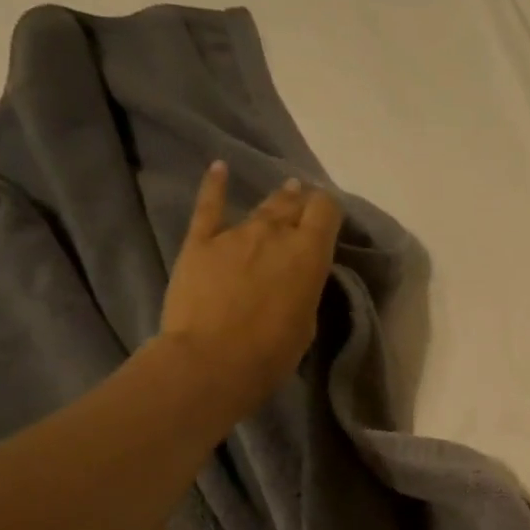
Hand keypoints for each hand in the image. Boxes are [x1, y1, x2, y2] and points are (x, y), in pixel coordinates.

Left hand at [158, 160, 342, 419]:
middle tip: (307, 206)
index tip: (329, 220)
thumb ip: (304, 288)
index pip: (326, 211)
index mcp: (309, 254)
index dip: (329, 211)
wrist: (211, 360)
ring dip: (276, 200)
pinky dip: (215, 186)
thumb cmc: (271, 352)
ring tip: (286, 191)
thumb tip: (297, 275)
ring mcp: (235, 234)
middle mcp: (275, 234)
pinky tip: (219, 169)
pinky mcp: (200, 242)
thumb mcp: (306, 321)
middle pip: (294, 205)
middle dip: (304, 203)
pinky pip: (209, 207)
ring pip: (262, 207)